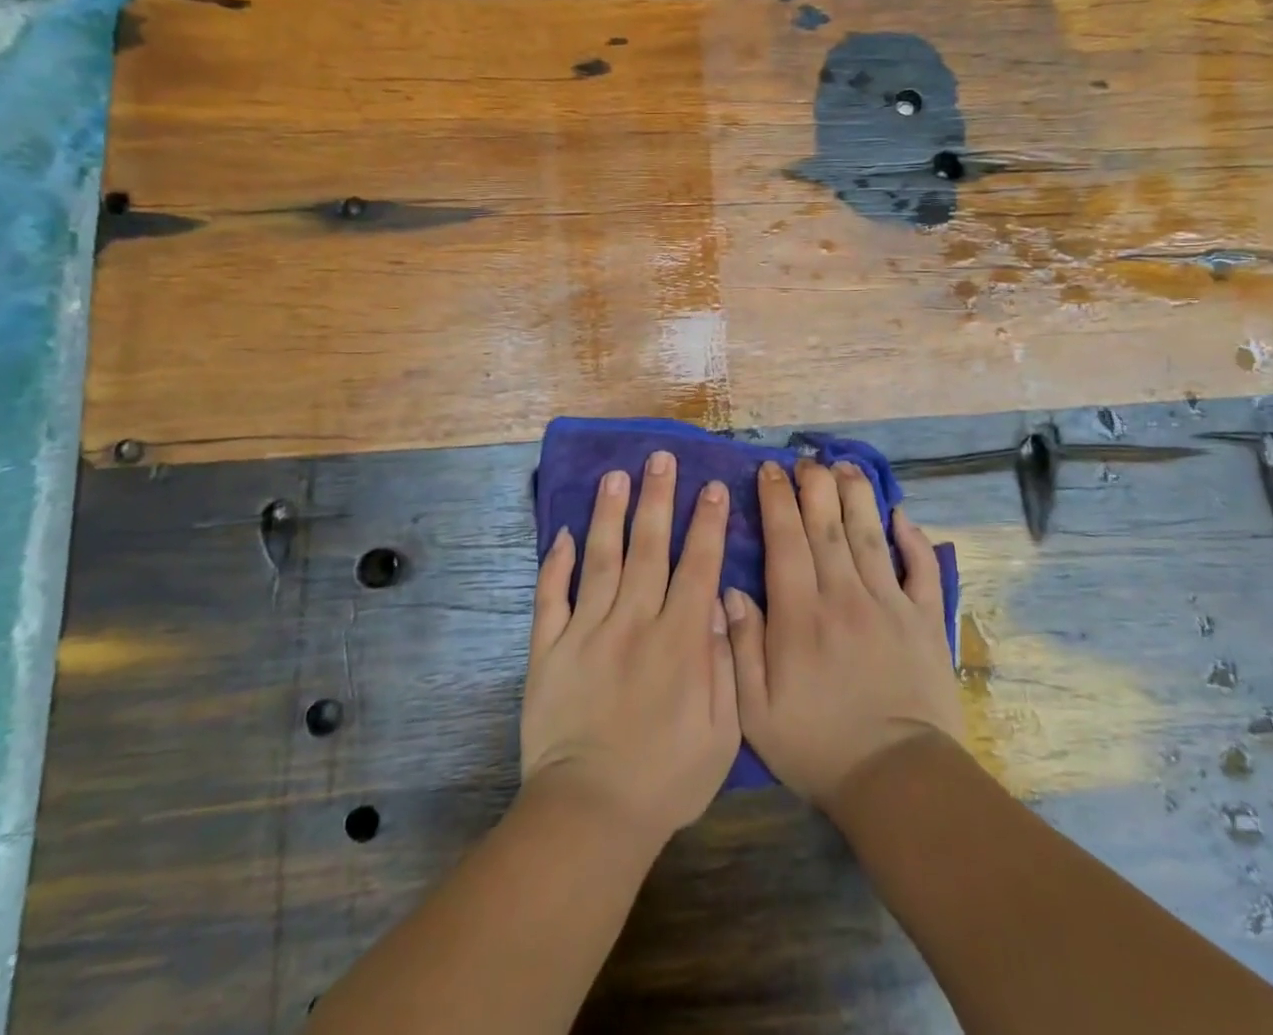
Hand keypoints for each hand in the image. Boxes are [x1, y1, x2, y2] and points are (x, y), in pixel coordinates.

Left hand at [521, 451, 739, 848]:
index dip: (706, 523)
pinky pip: (550, 597)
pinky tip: (560, 534)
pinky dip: (554, 564)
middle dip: (657, 498)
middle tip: (660, 458)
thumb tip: (720, 605)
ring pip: (600, 559)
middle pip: (648, 547)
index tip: (711, 486)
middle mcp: (633, 622)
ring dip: (608, 514)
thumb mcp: (722, 732)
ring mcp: (585, 631)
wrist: (591, 815)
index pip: (698, 566)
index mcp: (679, 640)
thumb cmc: (667, 779)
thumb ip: (725, 663)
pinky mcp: (547, 649)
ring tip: (614, 476)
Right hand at [724, 459, 963, 807]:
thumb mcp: (756, 711)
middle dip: (814, 485)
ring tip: (846, 466)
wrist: (898, 780)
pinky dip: (912, 539)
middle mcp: (844, 595)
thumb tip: (729, 589)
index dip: (776, 499)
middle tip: (806, 459)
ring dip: (857, 495)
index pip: (785, 539)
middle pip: (827, 525)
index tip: (769, 470)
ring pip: (870, 534)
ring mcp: (889, 603)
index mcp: (800, 614)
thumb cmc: (818, 746)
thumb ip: (741, 645)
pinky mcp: (925, 619)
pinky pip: (920, 568)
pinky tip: (901, 515)